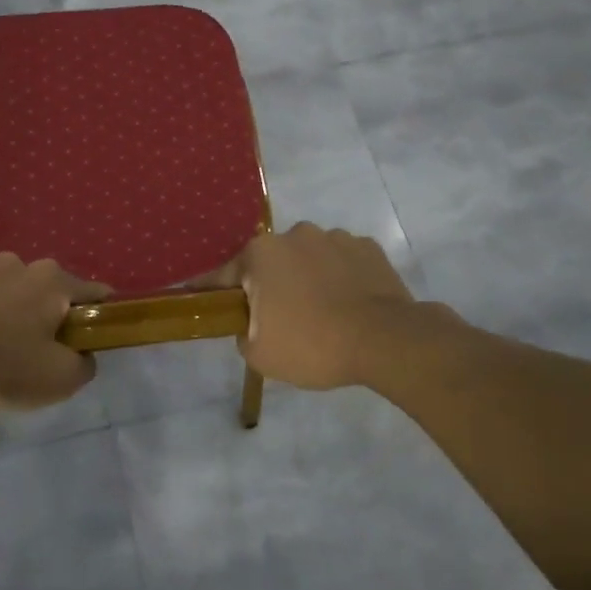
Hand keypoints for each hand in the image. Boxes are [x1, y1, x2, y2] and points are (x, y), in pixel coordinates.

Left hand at [0, 254, 109, 410]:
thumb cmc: (3, 364)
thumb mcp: (59, 379)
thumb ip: (84, 365)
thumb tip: (83, 355)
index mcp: (55, 282)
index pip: (95, 293)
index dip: (101, 316)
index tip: (93, 339)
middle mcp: (23, 263)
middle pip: (50, 290)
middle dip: (50, 314)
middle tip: (40, 350)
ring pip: (13, 287)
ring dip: (14, 307)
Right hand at [226, 224, 423, 389]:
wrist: (384, 341)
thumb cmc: (312, 345)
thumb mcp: (260, 354)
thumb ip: (243, 333)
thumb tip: (251, 324)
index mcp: (261, 254)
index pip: (225, 275)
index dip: (214, 292)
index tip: (205, 301)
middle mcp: (295, 235)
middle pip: (271, 263)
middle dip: (271, 285)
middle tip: (281, 321)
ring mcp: (335, 237)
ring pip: (309, 259)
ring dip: (308, 278)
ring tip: (323, 313)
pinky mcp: (368, 248)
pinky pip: (342, 262)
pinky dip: (340, 278)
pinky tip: (349, 305)